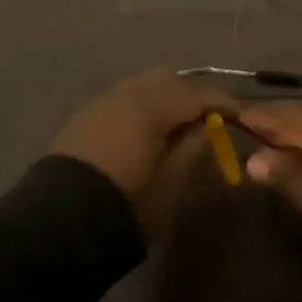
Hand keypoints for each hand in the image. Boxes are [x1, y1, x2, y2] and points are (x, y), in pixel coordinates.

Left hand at [50, 69, 238, 212]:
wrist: (60, 222)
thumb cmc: (127, 204)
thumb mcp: (171, 183)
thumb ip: (193, 148)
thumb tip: (208, 127)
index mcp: (151, 107)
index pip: (196, 94)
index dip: (222, 102)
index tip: (241, 115)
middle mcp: (125, 94)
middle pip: (168, 80)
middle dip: (191, 94)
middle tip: (209, 118)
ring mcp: (101, 102)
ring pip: (142, 85)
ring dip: (165, 97)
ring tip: (178, 123)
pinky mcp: (84, 117)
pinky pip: (123, 98)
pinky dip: (143, 105)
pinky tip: (148, 128)